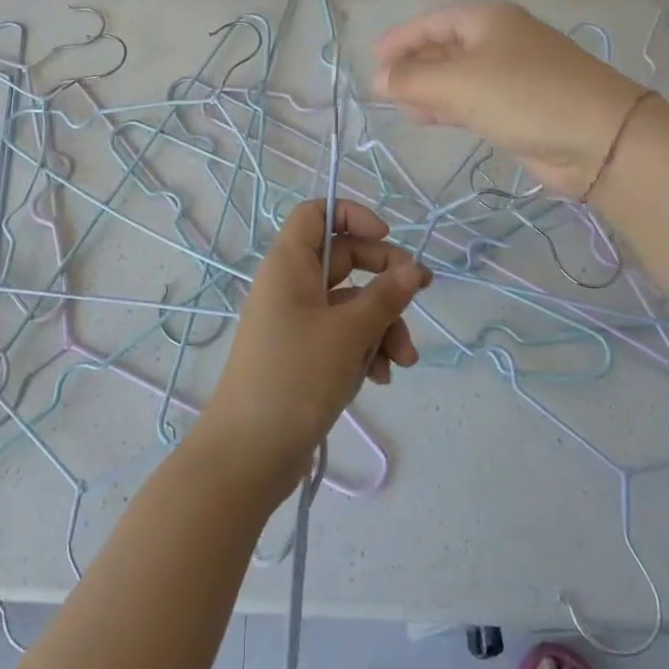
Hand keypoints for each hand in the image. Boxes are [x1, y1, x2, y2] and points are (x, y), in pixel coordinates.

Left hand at [197, 200, 426, 502]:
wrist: (248, 454)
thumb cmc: (295, 377)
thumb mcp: (348, 333)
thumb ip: (385, 297)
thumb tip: (414, 269)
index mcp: (289, 264)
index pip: (317, 213)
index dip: (353, 215)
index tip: (387, 236)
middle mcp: (291, 285)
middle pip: (345, 259)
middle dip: (385, 279)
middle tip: (420, 292)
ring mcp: (297, 321)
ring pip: (350, 303)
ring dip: (382, 324)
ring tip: (402, 360)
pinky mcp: (304, 354)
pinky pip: (343, 335)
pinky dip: (365, 349)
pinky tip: (381, 378)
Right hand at [372, 1, 643, 197]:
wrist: (600, 139)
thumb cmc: (524, 95)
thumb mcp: (459, 83)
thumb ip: (413, 80)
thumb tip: (377, 79)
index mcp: (487, 19)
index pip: (432, 21)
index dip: (400, 38)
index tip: (372, 59)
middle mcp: (499, 40)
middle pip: (444, 46)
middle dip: (412, 65)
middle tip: (381, 87)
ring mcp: (511, 74)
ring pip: (457, 76)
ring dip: (427, 88)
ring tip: (397, 105)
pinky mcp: (519, 107)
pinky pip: (472, 100)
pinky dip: (447, 106)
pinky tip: (426, 117)